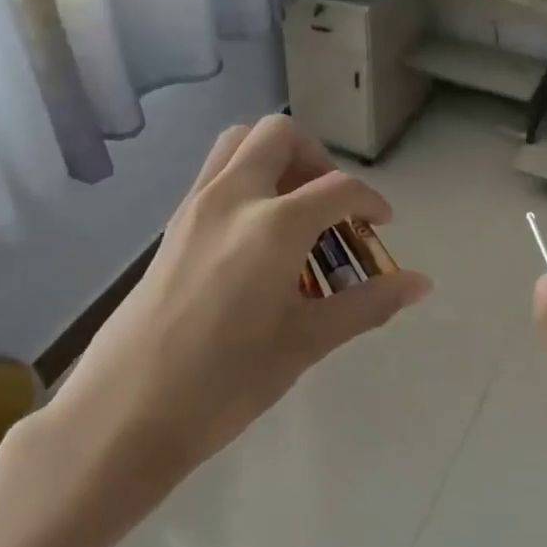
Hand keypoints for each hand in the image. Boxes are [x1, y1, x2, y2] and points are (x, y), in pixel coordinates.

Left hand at [26, 116, 431, 504]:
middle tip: (332, 209)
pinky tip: (256, 242)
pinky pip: (214, 176)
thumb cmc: (225, 382)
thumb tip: (420, 284)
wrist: (125, 411)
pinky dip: (246, 182)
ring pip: (238, 145)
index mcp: (272, 224)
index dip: (370, 202)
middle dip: (317, 159)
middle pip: (279, 135)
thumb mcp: (305, 343)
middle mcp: (231, 197)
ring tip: (295, 214)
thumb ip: (366, 304)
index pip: (338, 189)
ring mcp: (194, 207)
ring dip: (275, 161)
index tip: (381, 227)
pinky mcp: (171, 227)